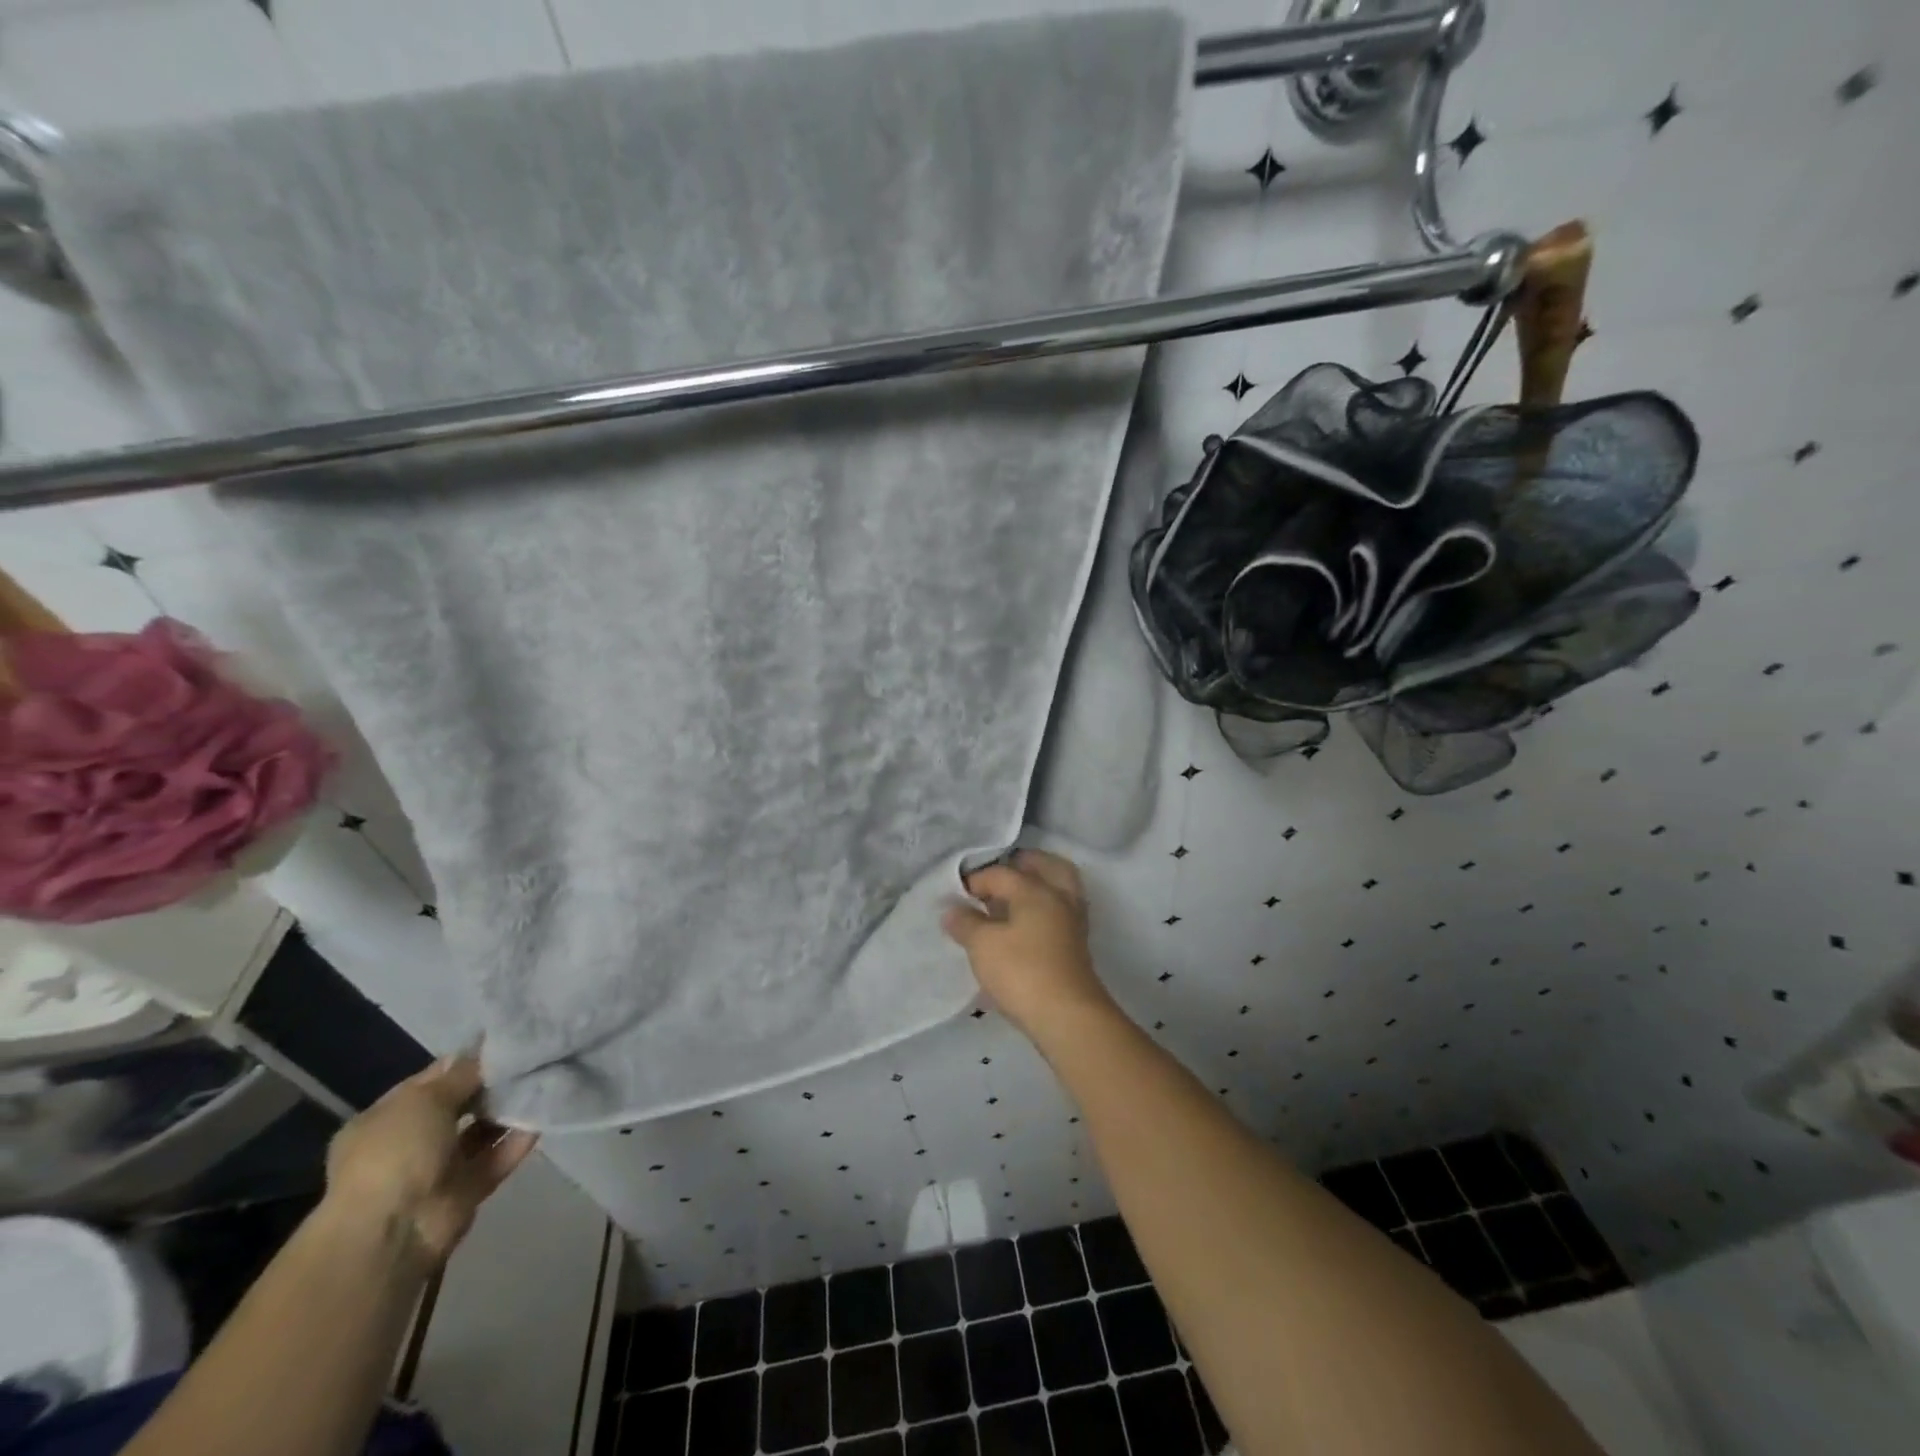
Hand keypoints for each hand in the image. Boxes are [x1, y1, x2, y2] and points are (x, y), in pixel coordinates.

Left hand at [323, 1055, 537, 1269]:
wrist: (393, 1232)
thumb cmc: (396, 1153)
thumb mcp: (424, 1099)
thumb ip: (461, 1074)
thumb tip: (486, 1050)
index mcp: (385, 1118)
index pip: (432, 1080)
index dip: (466, 1060)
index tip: (506, 1041)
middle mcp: (410, 1142)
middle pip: (461, 1104)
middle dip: (492, 1085)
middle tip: (532, 1059)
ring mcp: (438, 1168)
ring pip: (482, 1130)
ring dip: (509, 1110)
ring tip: (545, 1080)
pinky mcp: (467, 1190)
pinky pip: (498, 1156)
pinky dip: (519, 1138)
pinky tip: (544, 1113)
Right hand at [942, 849, 1114, 1037]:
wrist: (1067, 1017)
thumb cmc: (1022, 972)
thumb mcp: (982, 946)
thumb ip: (966, 923)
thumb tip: (952, 910)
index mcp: (1035, 889)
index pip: (1001, 873)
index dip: (975, 881)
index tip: (956, 895)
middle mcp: (1059, 898)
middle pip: (1048, 867)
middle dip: (1024, 865)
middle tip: (1001, 874)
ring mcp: (1072, 923)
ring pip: (1059, 890)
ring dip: (1038, 887)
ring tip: (1011, 899)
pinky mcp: (1076, 948)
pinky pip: (1060, 914)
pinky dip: (1044, 911)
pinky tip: (1024, 926)